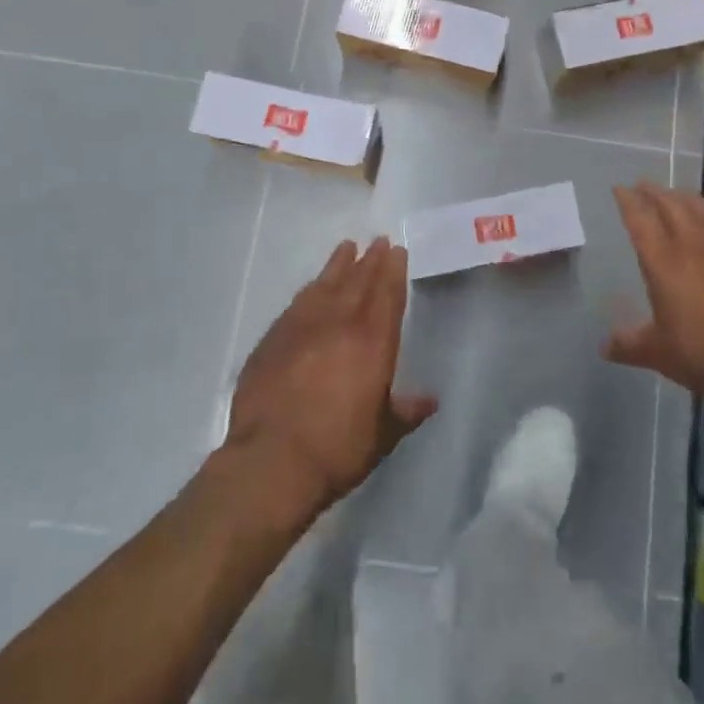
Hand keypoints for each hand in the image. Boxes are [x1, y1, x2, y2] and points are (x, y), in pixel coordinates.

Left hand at [227, 238, 437, 517]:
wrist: (271, 462)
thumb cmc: (337, 448)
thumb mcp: (383, 435)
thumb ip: (406, 412)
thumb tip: (431, 400)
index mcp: (373, 342)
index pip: (387, 294)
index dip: (393, 270)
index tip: (397, 250)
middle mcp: (340, 324)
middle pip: (359, 281)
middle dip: (371, 260)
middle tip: (378, 241)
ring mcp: (303, 328)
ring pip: (326, 284)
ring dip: (339, 264)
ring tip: (347, 248)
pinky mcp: (273, 340)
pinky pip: (297, 303)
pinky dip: (309, 290)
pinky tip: (312, 287)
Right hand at [606, 182, 703, 413]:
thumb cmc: (703, 354)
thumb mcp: (658, 354)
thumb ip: (629, 345)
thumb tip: (603, 346)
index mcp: (664, 264)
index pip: (641, 222)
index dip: (628, 202)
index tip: (619, 188)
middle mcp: (694, 249)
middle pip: (673, 208)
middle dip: (656, 193)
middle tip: (644, 185)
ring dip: (690, 199)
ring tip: (681, 194)